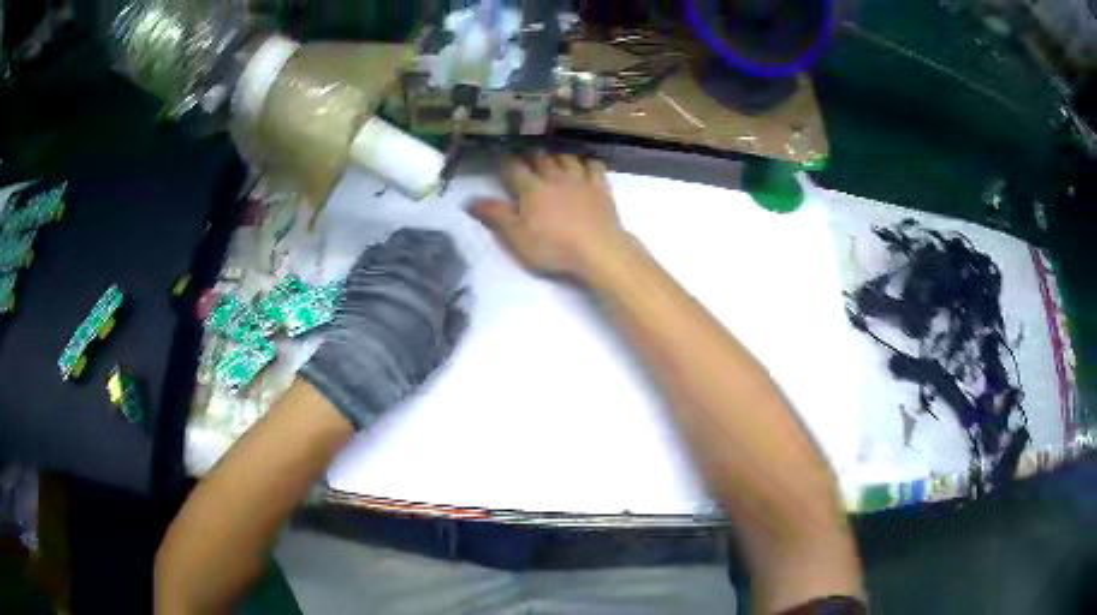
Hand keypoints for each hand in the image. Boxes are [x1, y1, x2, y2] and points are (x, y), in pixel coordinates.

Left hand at [300, 229, 467, 430]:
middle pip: (421, 240)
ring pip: (396, 242)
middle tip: (435, 252)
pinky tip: (386, 260)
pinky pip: (373, 252)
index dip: (453, 255)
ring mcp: (379, 266)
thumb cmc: (407, 359)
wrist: (360, 365)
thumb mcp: (442, 347)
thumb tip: (464, 298)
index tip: (456, 262)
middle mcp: (406, 265)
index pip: (448, 255)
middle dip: (430, 243)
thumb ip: (457, 320)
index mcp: (432, 281)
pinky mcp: (357, 274)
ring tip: (411, 253)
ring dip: (406, 245)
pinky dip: (383, 252)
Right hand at [470, 154, 629, 281]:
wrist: (598, 250)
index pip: (514, 168)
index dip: (506, 162)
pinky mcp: (601, 187)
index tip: (501, 159)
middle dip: (531, 154)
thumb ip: (495, 216)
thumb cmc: (553, 247)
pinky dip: (588, 162)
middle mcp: (554, 177)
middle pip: (541, 158)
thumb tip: (470, 200)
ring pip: (566, 158)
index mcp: (531, 188)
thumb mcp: (517, 237)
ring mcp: (580, 180)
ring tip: (553, 156)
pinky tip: (586, 164)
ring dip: (558, 155)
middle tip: (526, 154)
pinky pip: (594, 166)